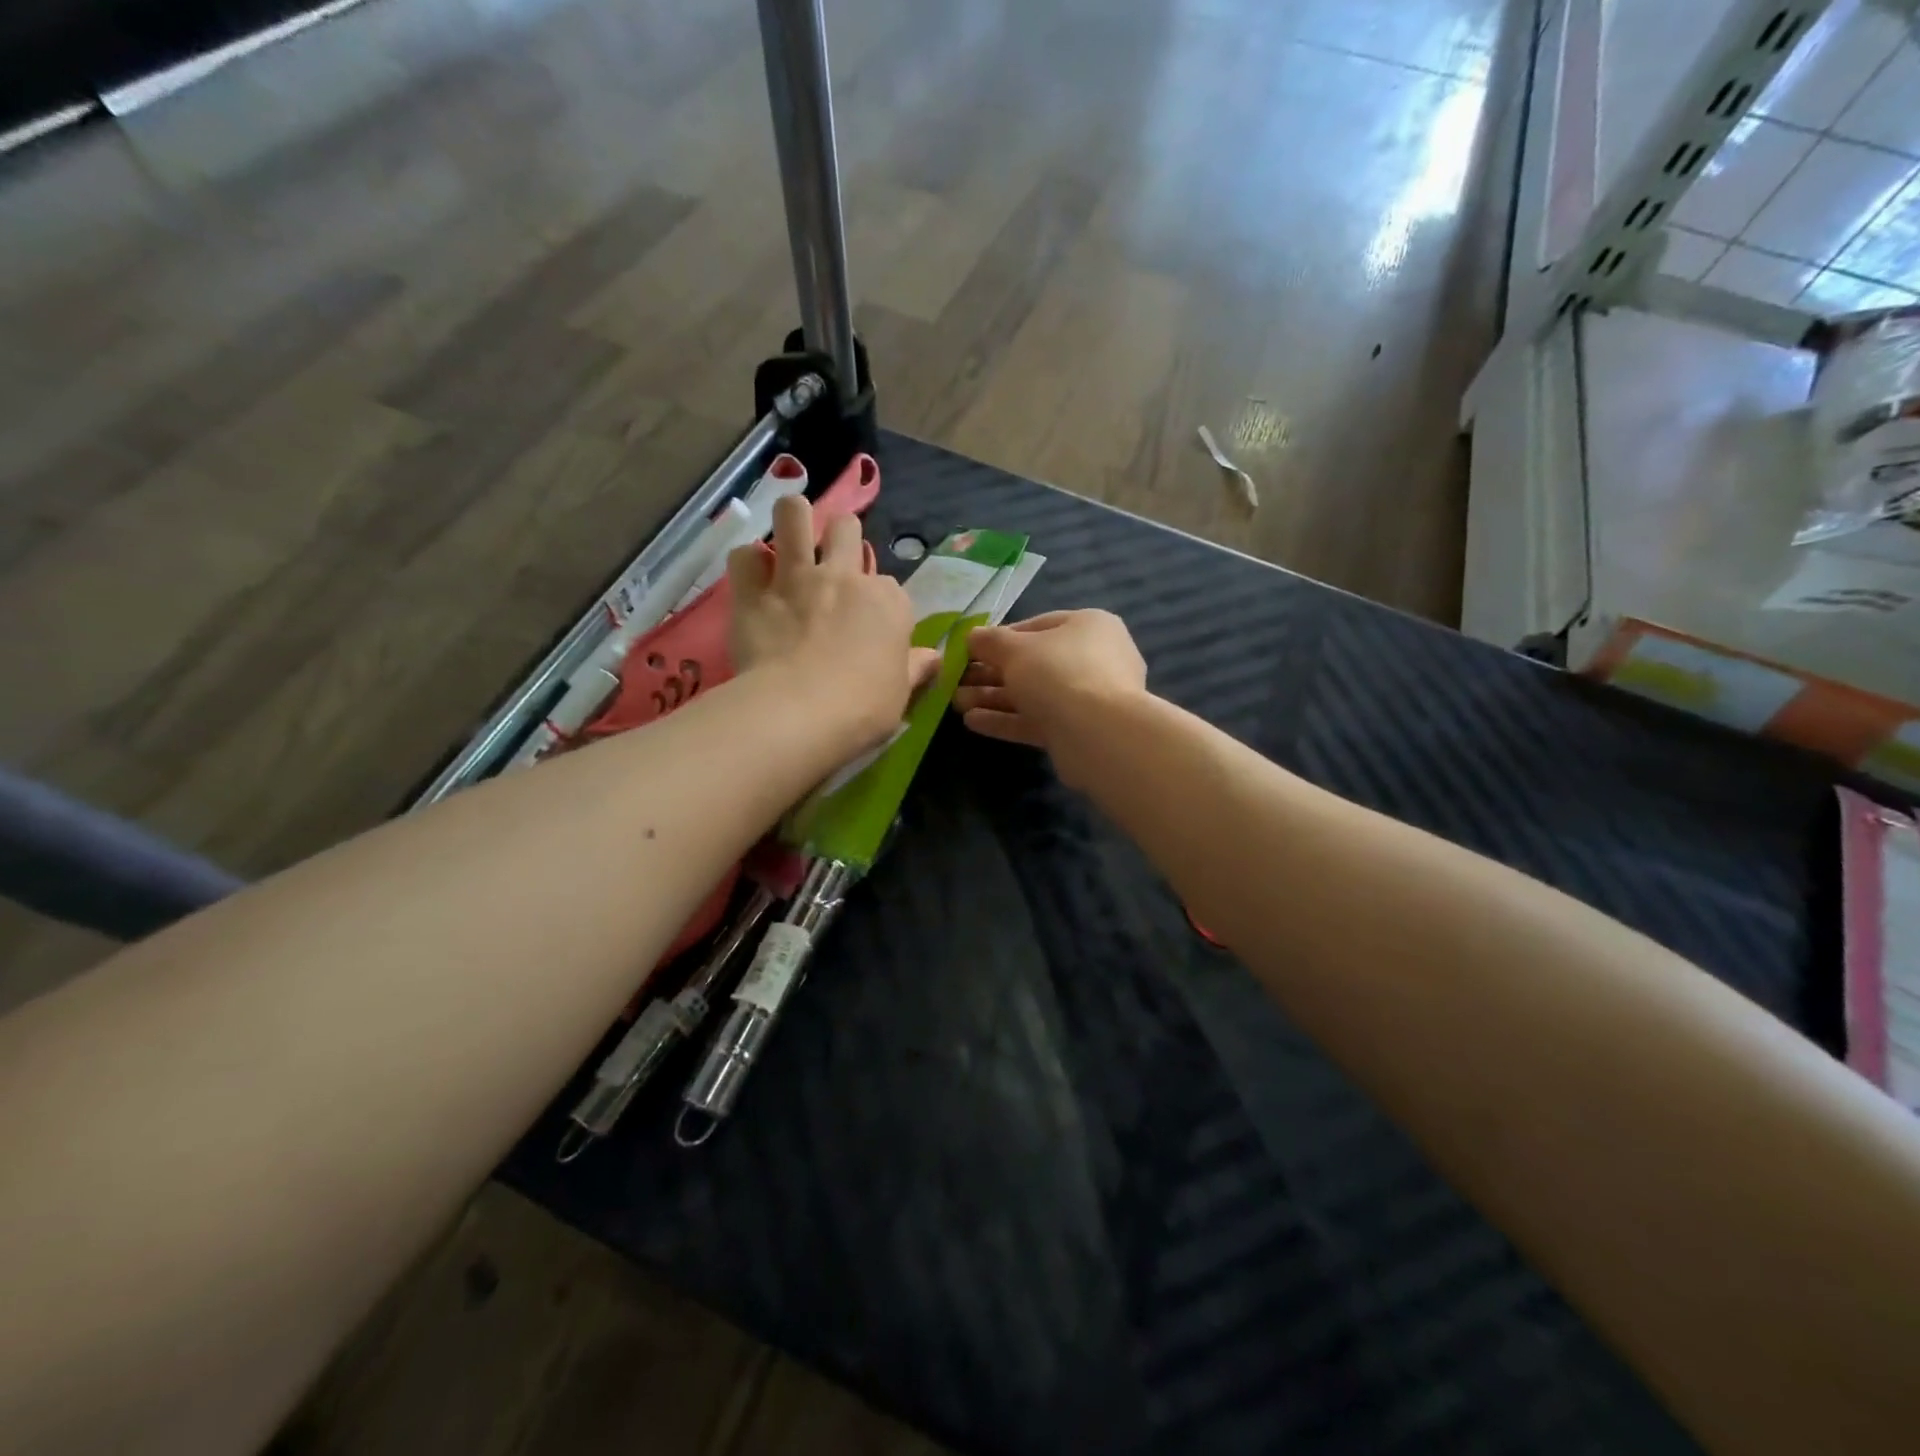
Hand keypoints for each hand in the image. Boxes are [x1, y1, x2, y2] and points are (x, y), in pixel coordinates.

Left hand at [728, 496, 938, 746]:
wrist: (800, 713)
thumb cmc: (862, 709)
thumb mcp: (901, 694)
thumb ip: (915, 669)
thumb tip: (932, 658)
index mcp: (888, 602)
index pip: (890, 586)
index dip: (879, 602)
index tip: (871, 626)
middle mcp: (845, 577)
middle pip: (846, 528)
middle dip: (841, 537)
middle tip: (831, 563)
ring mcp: (796, 578)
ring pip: (793, 514)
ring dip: (793, 519)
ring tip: (790, 538)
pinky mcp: (753, 592)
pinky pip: (744, 555)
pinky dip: (748, 564)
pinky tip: (752, 578)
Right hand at [953, 610, 1147, 779]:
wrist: (1097, 734)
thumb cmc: (1058, 673)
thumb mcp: (1015, 650)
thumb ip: (989, 641)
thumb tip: (971, 636)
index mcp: (1088, 626)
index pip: (1037, 626)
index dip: (1000, 638)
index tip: (970, 650)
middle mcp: (1094, 659)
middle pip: (1033, 663)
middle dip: (991, 673)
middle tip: (956, 680)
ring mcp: (1088, 698)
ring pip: (1032, 694)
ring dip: (993, 698)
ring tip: (956, 702)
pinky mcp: (1078, 731)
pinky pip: (1037, 720)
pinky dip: (1007, 720)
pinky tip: (972, 722)